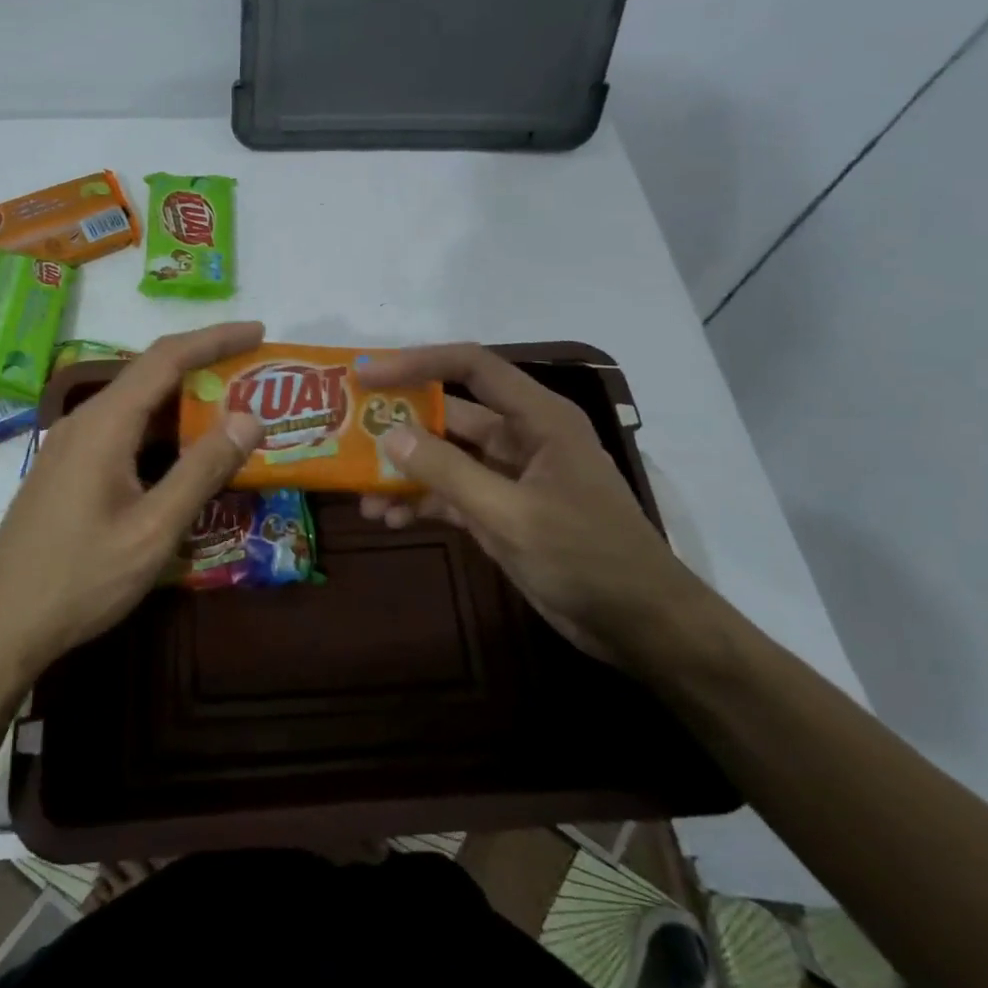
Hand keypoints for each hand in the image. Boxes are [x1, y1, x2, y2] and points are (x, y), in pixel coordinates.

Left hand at [0, 322, 266, 688]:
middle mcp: (85, 421)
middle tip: (254, 375)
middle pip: (150, 375)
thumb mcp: (153, 529)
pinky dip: (163, 431)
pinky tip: (185, 455)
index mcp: (105, 424)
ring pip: (137, 406)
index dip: (215, 338)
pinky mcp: (69, 470)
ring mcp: (72, 446)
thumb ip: (202, 470)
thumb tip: (249, 417)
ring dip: (184, 403)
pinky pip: (124, 432)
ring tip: (233, 412)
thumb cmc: (80, 577)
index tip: (258, 331)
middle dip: (205, 367)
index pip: (166, 357)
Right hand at [357, 343, 714, 666]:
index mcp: (537, 418)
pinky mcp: (501, 512)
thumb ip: (448, 472)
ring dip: (405, 472)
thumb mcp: (511, 514)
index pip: (472, 367)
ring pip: (445, 459)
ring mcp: (509, 477)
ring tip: (362, 493)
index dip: (418, 363)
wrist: (638, 624)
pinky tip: (389, 519)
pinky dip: (421, 503)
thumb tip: (390, 435)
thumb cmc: (586, 556)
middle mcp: (521, 437)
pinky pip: (451, 495)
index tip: (368, 377)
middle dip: (400, 426)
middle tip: (348, 434)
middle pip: (449, 415)